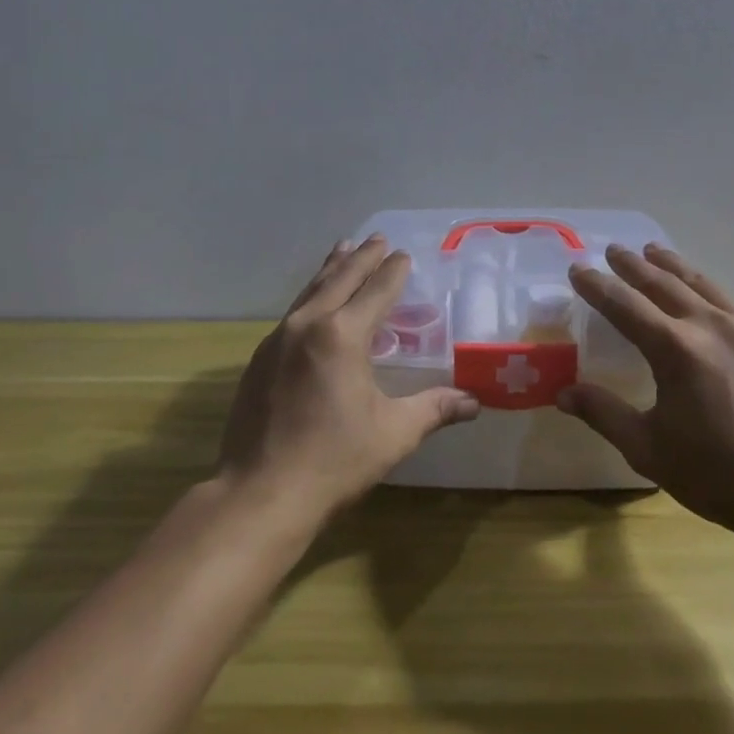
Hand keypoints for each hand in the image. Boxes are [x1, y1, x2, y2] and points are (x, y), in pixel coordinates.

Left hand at [219, 237, 479, 521]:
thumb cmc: (334, 461)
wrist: (259, 494)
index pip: (376, 290)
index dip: (393, 271)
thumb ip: (434, 409)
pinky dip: (311, 297)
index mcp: (343, 335)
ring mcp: (278, 340)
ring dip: (332, 269)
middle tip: (377, 238)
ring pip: (311, 291)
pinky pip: (293, 313)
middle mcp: (308, 325)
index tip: (404, 254)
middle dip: (361, 257)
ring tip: (343, 249)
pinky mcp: (259, 359)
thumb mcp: (394, 433)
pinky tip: (313, 304)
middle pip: (340, 279)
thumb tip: (474, 402)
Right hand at [559, 244, 733, 541]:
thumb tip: (563, 393)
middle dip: (634, 265)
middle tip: (614, 250)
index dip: (597, 285)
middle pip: (664, 282)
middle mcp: (711, 326)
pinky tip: (704, 299)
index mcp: (675, 349)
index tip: (578, 269)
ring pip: (702, 284)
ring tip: (654, 252)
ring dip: (673, 266)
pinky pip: (732, 306)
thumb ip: (604, 413)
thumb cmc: (716, 475)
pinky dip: (707, 292)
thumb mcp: (647, 448)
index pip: (625, 304)